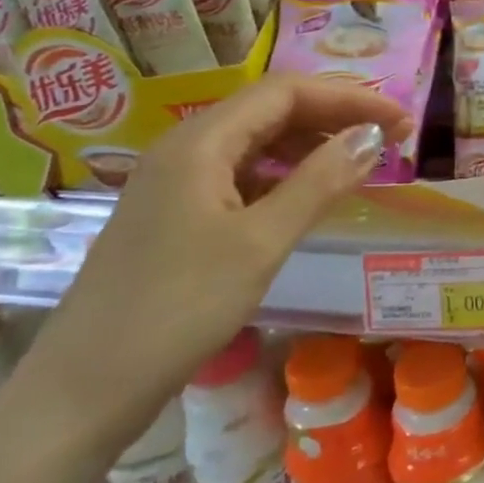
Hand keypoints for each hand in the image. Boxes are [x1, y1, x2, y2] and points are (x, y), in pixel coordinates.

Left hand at [20, 73, 409, 452]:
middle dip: (334, 116)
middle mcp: (185, 148)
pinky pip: (241, 174)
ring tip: (360, 163)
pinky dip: (284, 175)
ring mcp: (177, 182)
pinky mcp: (176, 214)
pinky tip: (309, 196)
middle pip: (271, 110)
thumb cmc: (177, 309)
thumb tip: (373, 135)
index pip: (287, 91)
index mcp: (201, 142)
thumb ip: (320, 182)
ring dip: (311, 144)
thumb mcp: (261, 242)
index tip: (401, 120)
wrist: (82, 391)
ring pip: (256, 142)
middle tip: (391, 139)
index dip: (350, 97)